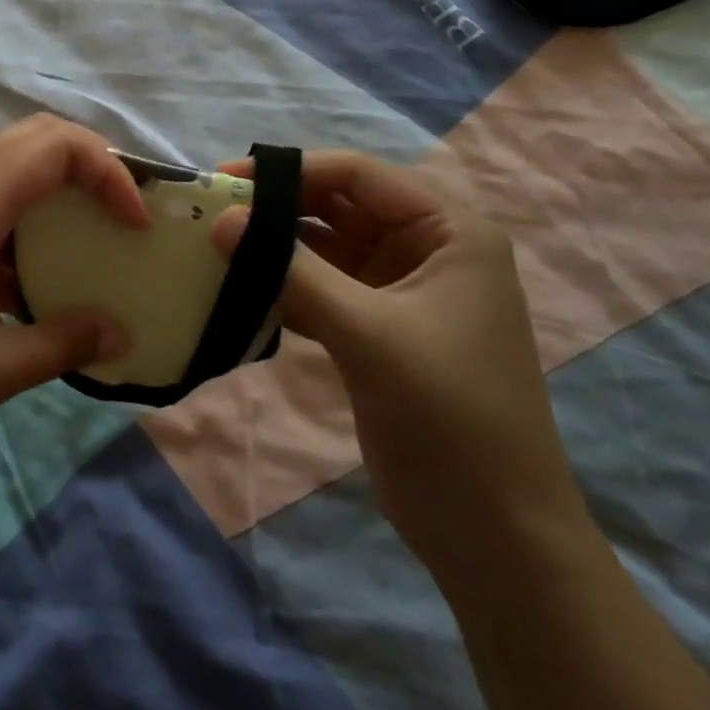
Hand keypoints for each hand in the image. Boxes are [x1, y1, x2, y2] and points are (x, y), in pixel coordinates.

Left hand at [0, 116, 141, 494]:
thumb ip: (66, 341)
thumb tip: (122, 332)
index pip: (55, 147)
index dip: (108, 172)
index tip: (134, 223)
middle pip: (32, 136)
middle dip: (87, 162)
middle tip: (120, 211)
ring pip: (6, 159)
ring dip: (53, 182)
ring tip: (87, 232)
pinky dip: (22, 209)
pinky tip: (32, 269)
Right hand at [214, 151, 586, 578]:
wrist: (494, 539)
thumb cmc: (448, 417)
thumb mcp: (369, 333)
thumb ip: (292, 270)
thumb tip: (221, 219)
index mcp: (449, 232)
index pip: (359, 174)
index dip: (294, 170)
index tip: (229, 179)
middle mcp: (425, 249)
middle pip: (339, 205)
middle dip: (279, 207)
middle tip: (215, 212)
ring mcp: (399, 290)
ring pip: (324, 247)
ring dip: (275, 247)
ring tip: (216, 247)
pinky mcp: (375, 328)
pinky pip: (320, 287)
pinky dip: (283, 286)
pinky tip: (240, 290)